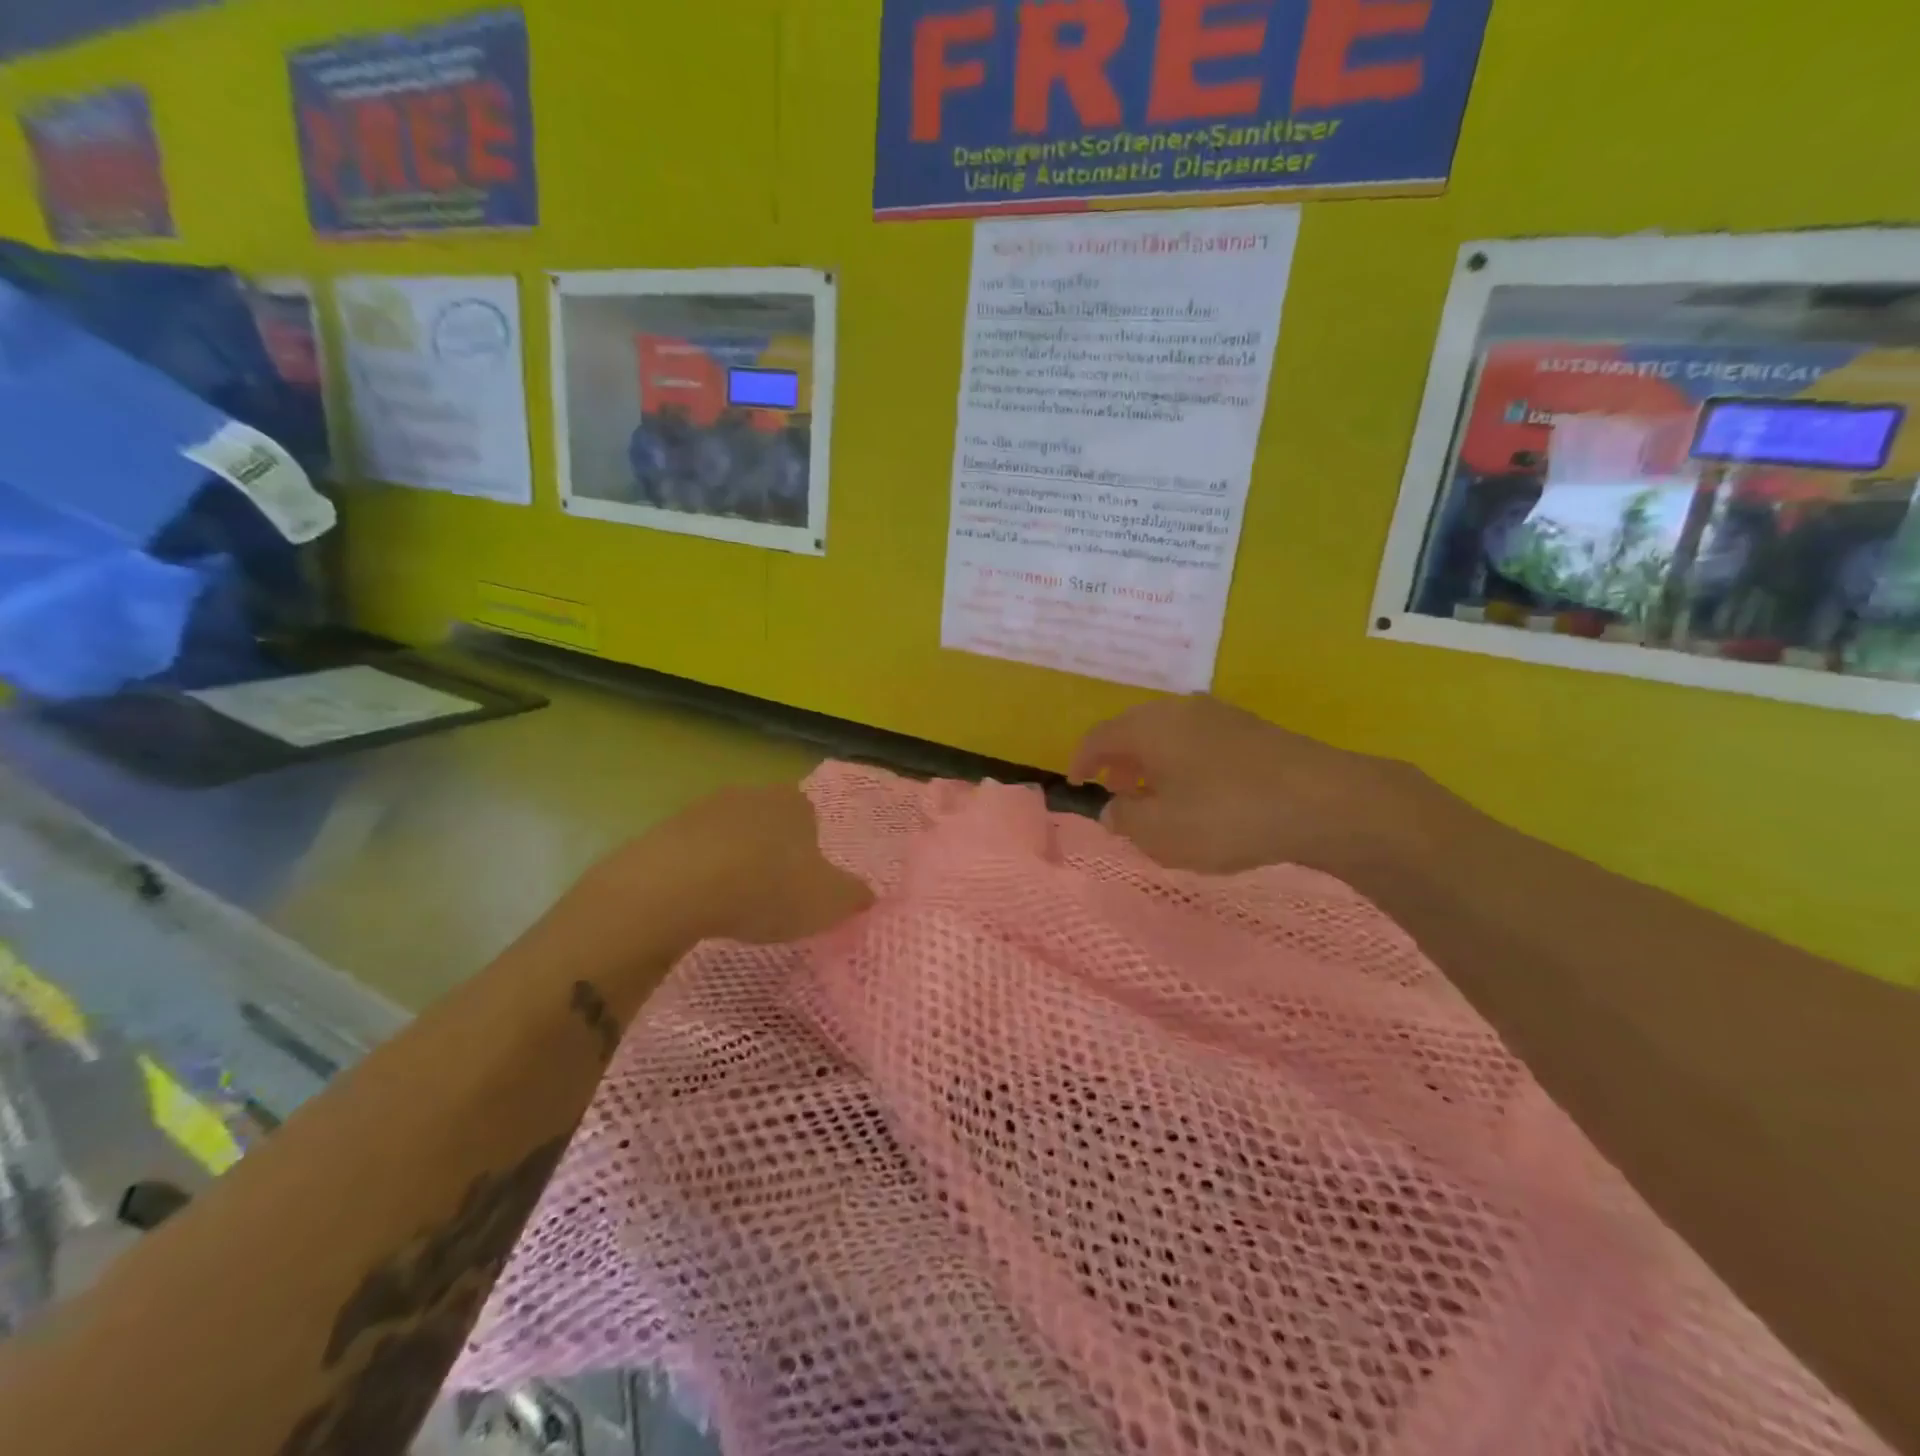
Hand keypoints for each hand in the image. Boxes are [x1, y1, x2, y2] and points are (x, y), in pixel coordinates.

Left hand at [585, 783, 873, 948]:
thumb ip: (854, 896)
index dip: (811, 853)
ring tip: (732, 907)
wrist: (677, 887)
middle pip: (768, 825)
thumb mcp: (828, 902)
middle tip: (771, 898)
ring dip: (733, 865)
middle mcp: (751, 794)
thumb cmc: (767, 888)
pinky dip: (698, 876)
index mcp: (794, 802)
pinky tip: (698, 906)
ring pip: (729, 838)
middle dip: (771, 855)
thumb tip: (867, 895)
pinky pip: (692, 855)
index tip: (804, 886)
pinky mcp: (664, 831)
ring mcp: (703, 809)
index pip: (811, 819)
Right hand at [1069, 695, 1447, 874]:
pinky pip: (1199, 741)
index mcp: (1148, 727)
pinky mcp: (1253, 729)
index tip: (1076, 781)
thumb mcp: (1160, 832)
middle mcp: (1179, 710)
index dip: (1081, 759)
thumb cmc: (1227, 816)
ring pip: (1169, 734)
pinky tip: (1199, 791)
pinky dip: (1184, 762)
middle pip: (1134, 729)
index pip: (1099, 736)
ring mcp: (1220, 715)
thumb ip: (1125, 819)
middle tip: (1116, 791)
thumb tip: (1113, 808)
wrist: (1325, 801)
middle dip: (1118, 760)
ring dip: (1153, 762)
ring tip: (1156, 795)